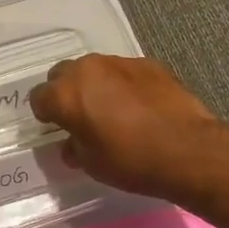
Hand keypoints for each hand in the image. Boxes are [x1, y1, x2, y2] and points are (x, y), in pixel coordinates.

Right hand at [29, 54, 228, 203]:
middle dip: (66, 92)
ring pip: (94, 69)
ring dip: (95, 86)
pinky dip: (123, 84)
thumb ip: (75, 148)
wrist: (189, 149)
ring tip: (112, 109)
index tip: (56, 127)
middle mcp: (86, 70)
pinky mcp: (147, 63)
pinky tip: (139, 106)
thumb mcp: (93, 165)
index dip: (46, 114)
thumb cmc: (132, 161)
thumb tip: (72, 144)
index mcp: (65, 95)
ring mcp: (118, 62)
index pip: (39, 98)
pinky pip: (123, 71)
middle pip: (62, 75)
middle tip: (81, 116)